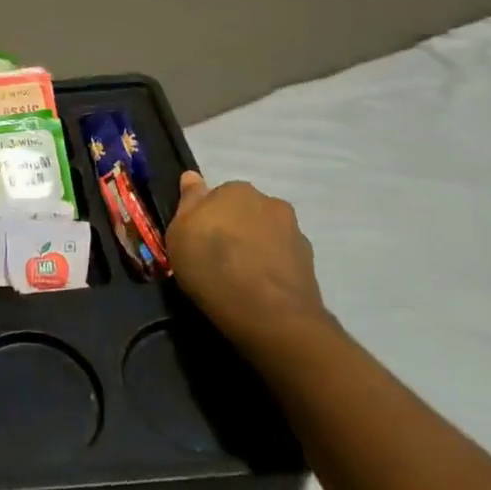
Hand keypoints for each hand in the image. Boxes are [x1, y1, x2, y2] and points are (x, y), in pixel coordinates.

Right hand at [168, 173, 330, 353]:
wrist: (269, 313)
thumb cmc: (212, 265)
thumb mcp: (179, 232)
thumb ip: (188, 202)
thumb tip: (192, 176)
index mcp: (236, 189)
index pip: (217, 196)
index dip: (206, 218)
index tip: (198, 240)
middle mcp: (270, 203)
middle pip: (245, 212)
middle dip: (234, 228)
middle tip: (217, 258)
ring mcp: (295, 233)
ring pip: (266, 234)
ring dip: (255, 247)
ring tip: (240, 277)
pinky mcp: (310, 263)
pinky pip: (282, 259)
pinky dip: (271, 268)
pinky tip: (259, 289)